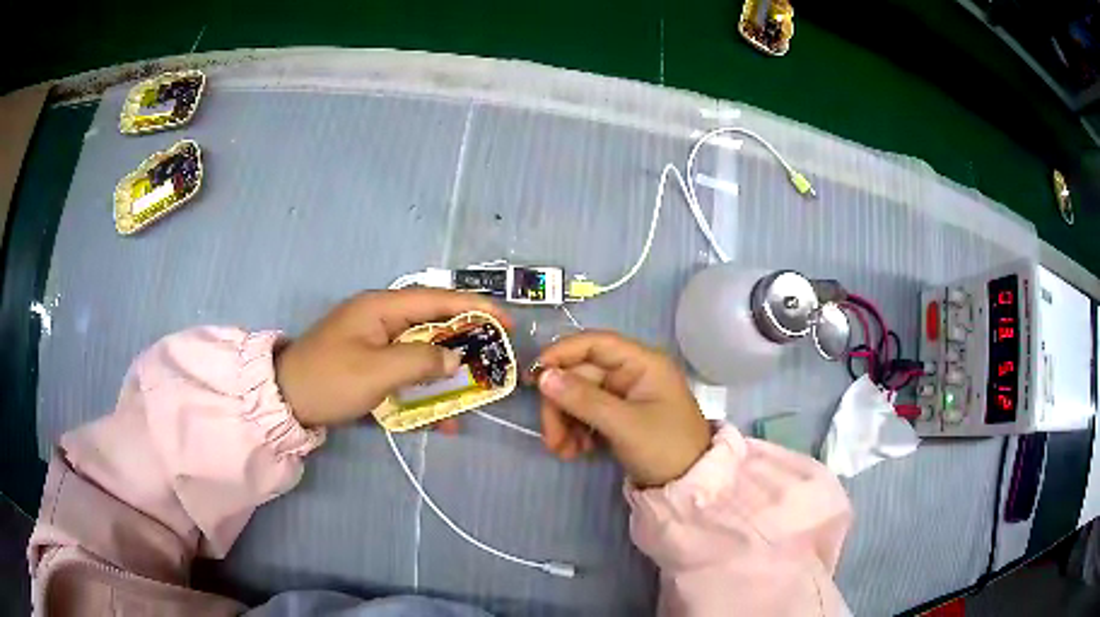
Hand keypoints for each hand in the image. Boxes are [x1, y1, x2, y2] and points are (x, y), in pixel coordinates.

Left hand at [275, 289, 511, 426]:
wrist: (286, 400)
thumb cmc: (330, 380)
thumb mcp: (376, 372)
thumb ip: (420, 362)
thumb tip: (454, 360)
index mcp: (381, 307)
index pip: (437, 300)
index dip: (475, 308)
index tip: (506, 321)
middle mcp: (380, 317)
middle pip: (432, 323)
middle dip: (465, 340)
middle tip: (495, 356)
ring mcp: (374, 340)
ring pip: (421, 349)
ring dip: (446, 369)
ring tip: (475, 385)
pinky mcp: (369, 362)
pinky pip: (405, 369)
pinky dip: (423, 387)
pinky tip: (441, 414)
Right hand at [534, 331, 710, 487]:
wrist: (689, 485)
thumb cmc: (664, 448)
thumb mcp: (624, 424)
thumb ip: (583, 399)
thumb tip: (543, 376)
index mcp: (642, 363)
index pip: (595, 343)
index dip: (561, 354)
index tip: (534, 376)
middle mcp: (632, 373)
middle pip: (582, 375)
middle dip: (561, 404)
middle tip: (551, 438)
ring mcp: (625, 396)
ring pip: (580, 396)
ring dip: (565, 421)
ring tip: (563, 451)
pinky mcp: (619, 417)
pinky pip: (588, 414)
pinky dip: (576, 430)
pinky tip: (575, 451)